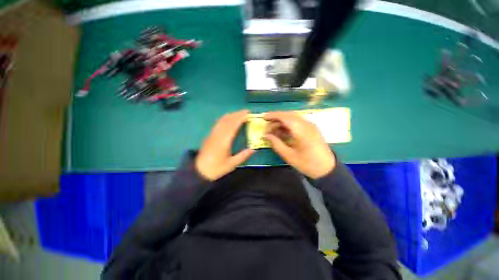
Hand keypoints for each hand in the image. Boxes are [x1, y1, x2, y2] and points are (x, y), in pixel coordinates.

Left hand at [196, 110, 254, 180]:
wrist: (200, 171)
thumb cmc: (216, 168)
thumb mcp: (232, 164)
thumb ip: (243, 156)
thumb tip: (253, 149)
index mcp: (224, 141)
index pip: (233, 125)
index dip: (241, 118)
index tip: (248, 114)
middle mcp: (218, 135)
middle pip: (227, 120)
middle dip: (237, 114)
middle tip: (246, 111)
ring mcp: (212, 134)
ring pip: (222, 120)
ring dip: (231, 115)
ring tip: (239, 114)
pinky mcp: (209, 135)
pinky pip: (218, 123)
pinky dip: (225, 118)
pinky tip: (228, 119)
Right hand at [264, 111, 335, 178]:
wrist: (327, 169)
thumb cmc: (307, 163)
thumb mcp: (289, 155)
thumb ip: (276, 143)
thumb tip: (266, 135)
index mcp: (301, 131)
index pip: (285, 117)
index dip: (273, 115)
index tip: (264, 118)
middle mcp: (307, 124)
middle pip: (289, 115)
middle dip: (277, 117)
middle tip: (267, 124)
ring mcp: (310, 126)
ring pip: (293, 118)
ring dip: (282, 121)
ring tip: (273, 130)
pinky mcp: (312, 129)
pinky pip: (298, 122)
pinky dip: (288, 124)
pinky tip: (283, 131)